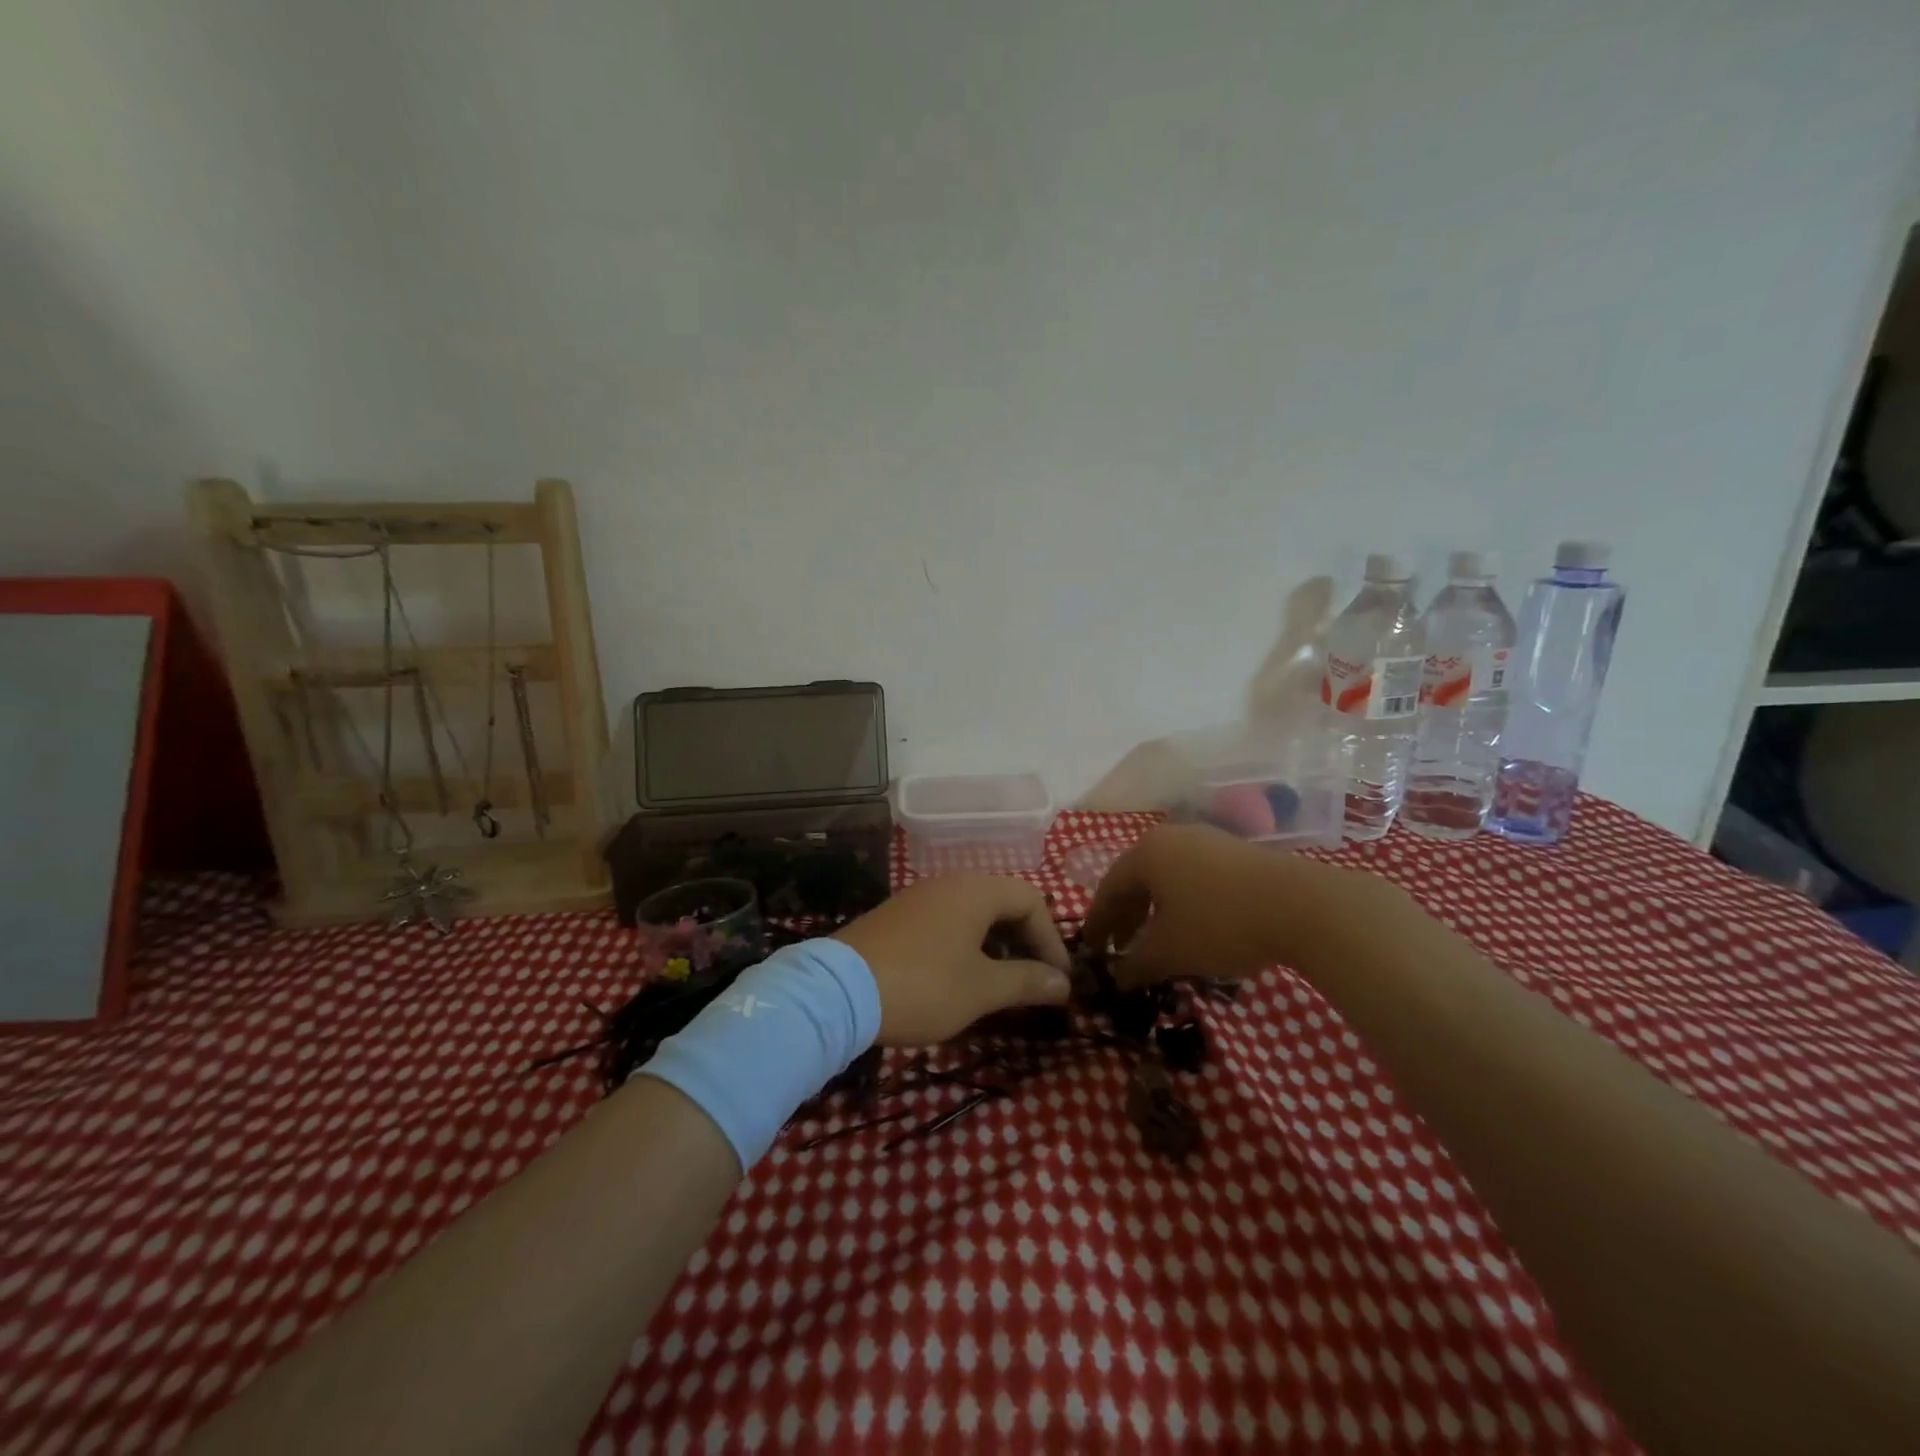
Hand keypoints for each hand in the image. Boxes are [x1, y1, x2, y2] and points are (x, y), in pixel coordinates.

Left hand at [832, 875, 1071, 1043]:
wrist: (837, 991)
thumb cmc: (923, 985)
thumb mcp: (981, 989)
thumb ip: (1027, 981)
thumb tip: (1063, 983)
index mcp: (976, 891)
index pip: (1032, 900)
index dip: (1052, 939)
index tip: (1059, 980)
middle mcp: (949, 883)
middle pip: (1003, 902)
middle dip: (1025, 941)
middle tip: (1035, 981)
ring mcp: (919, 898)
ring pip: (974, 913)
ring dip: (996, 945)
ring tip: (1002, 984)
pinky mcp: (898, 917)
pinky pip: (947, 922)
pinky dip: (966, 945)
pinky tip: (961, 978)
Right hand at [1084, 823, 1376, 985]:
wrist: (1303, 907)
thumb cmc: (1221, 924)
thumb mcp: (1170, 952)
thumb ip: (1135, 965)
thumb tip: (1117, 978)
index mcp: (1146, 853)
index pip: (1108, 888)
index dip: (1097, 923)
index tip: (1091, 949)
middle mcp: (1171, 837)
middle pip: (1136, 879)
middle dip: (1125, 917)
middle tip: (1120, 950)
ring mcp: (1206, 840)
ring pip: (1166, 878)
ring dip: (1154, 911)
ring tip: (1155, 942)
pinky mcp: (1236, 852)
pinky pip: (1193, 877)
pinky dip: (1181, 903)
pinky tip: (1192, 928)